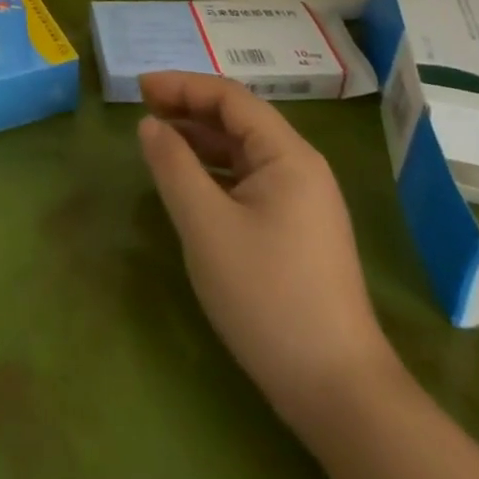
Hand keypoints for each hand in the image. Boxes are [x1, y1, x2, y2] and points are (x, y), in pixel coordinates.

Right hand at [138, 71, 399, 426]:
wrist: (339, 393)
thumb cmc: (267, 295)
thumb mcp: (206, 225)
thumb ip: (173, 166)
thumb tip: (150, 124)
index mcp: (287, 155)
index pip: (229, 97)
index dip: (182, 85)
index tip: (139, 88)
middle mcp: (300, 167)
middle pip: (238, 119)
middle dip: (189, 108)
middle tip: (143, 110)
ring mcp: (303, 202)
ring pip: (244, 151)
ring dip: (200, 139)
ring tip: (159, 142)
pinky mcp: (298, 232)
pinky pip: (250, 181)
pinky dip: (215, 171)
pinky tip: (190, 185)